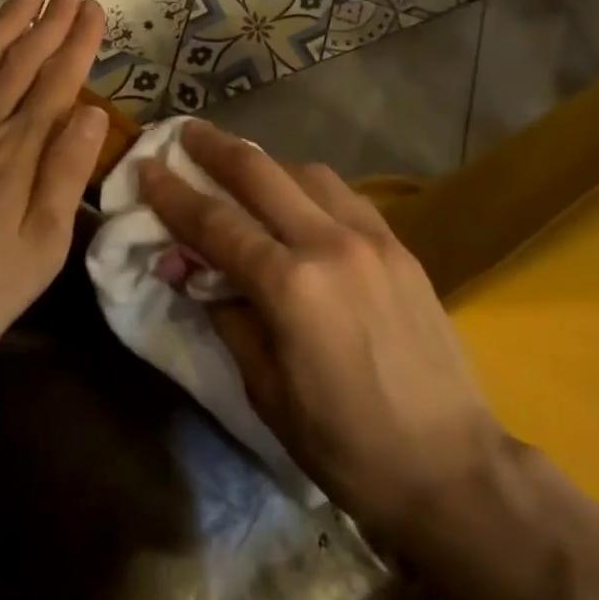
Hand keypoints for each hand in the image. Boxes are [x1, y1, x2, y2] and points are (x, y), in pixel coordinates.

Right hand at [138, 120, 497, 540]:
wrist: (452, 467)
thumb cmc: (346, 446)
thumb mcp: (266, 391)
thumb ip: (227, 317)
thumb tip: (192, 271)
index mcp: (291, 286)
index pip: (215, 224)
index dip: (173, 194)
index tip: (146, 167)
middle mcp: (330, 244)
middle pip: (260, 173)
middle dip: (216, 148)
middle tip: (186, 132)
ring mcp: (372, 239)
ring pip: (307, 173)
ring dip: (266, 164)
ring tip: (242, 169)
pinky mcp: (400, 247)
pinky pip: (344, 196)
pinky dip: (310, 186)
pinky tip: (299, 201)